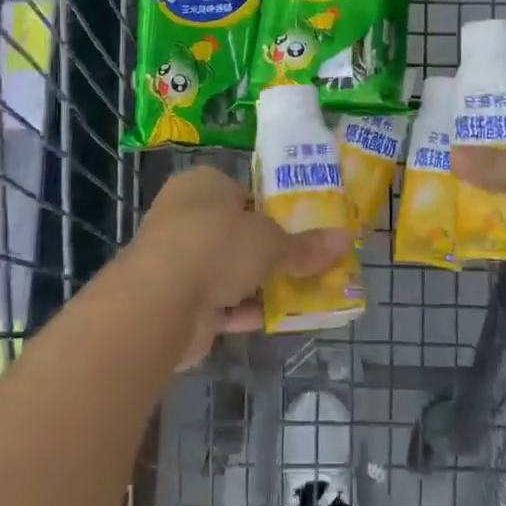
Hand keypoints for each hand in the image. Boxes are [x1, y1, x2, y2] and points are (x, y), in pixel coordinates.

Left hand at [129, 165, 349, 368]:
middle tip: (304, 264)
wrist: (161, 300)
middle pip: (236, 234)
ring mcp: (176, 259)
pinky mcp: (175, 300)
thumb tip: (344, 240)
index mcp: (202, 185)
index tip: (300, 229)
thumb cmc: (217, 244)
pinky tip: (274, 320)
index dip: (272, 211)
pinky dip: (242, 310)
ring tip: (299, 294)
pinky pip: (217, 303)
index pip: (243, 193)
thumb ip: (305, 246)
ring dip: (257, 284)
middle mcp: (184, 216)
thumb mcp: (271, 242)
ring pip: (227, 270)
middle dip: (267, 253)